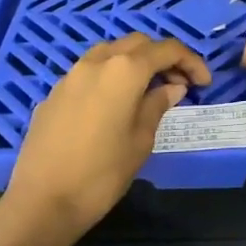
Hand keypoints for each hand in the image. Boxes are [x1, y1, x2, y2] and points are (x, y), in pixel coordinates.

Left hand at [5, 34, 210, 237]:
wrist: (41, 202)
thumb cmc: (101, 174)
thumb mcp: (141, 141)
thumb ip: (157, 106)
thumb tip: (172, 88)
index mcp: (124, 71)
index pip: (166, 50)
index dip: (190, 61)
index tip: (204, 82)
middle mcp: (97, 62)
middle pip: (138, 44)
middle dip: (162, 57)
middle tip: (179, 85)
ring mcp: (71, 75)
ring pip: (110, 52)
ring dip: (134, 62)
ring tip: (147, 90)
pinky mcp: (54, 93)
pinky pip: (89, 72)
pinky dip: (110, 76)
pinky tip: (114, 104)